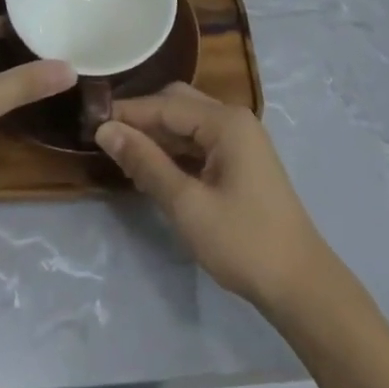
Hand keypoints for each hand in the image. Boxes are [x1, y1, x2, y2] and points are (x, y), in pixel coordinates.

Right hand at [97, 83, 331, 312]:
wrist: (299, 283)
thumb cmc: (242, 242)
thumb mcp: (187, 205)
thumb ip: (146, 163)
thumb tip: (105, 130)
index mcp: (225, 122)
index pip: (165, 104)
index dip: (127, 112)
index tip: (89, 122)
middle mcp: (234, 119)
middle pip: (178, 104)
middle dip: (142, 117)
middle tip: (104, 137)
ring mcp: (240, 139)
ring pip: (188, 123)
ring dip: (157, 134)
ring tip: (120, 152)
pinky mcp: (241, 160)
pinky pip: (199, 141)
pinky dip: (174, 150)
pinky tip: (151, 167)